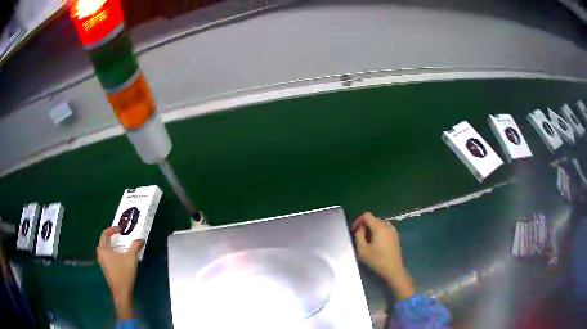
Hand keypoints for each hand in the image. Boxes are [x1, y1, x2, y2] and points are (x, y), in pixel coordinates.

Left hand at [97, 227, 143, 318]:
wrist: (121, 291)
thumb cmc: (124, 273)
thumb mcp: (131, 258)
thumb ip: (135, 247)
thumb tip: (141, 239)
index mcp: (104, 249)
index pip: (105, 233)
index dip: (112, 229)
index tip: (121, 229)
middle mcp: (100, 253)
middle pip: (103, 240)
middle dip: (110, 236)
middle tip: (119, 235)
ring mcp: (102, 261)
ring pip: (104, 248)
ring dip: (110, 244)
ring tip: (119, 244)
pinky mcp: (105, 267)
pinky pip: (105, 254)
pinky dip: (110, 251)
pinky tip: (118, 256)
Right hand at [352, 212, 414, 300]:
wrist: (393, 270)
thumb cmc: (377, 260)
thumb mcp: (362, 250)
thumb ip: (359, 236)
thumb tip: (361, 229)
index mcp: (379, 227)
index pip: (367, 215)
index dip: (358, 221)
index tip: (354, 231)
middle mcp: (388, 225)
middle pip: (373, 219)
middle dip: (365, 226)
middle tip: (359, 237)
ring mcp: (393, 231)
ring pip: (379, 224)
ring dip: (371, 229)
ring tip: (367, 241)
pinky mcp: (395, 236)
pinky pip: (384, 229)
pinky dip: (378, 233)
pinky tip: (375, 244)